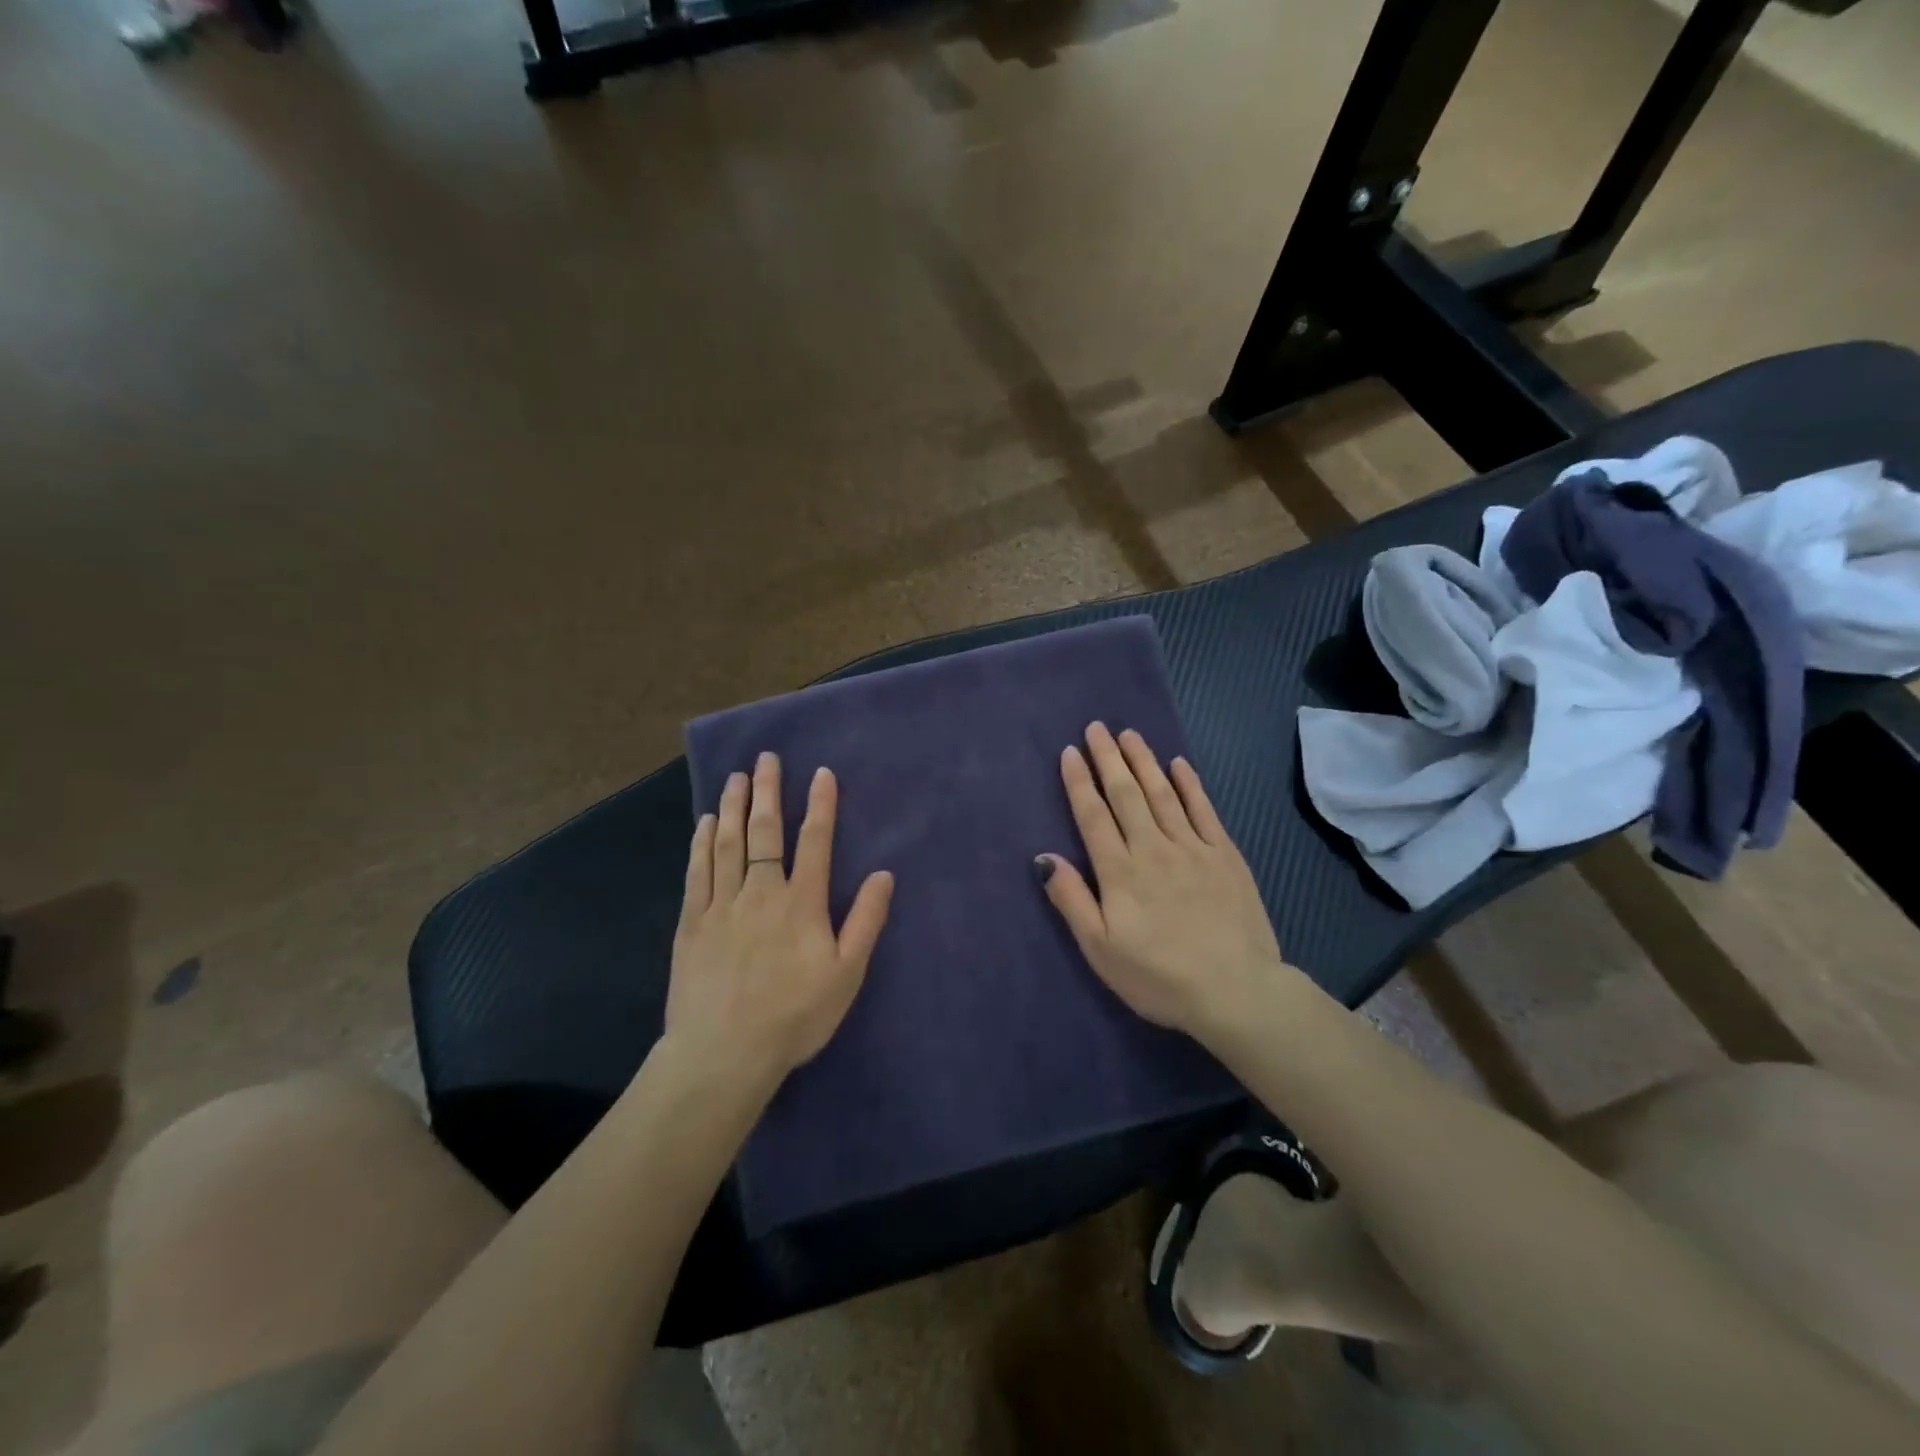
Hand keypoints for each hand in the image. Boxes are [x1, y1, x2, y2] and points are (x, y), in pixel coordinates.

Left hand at [668, 752, 893, 1084]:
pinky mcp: (692, 923)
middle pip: (764, 832)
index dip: (820, 805)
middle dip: (767, 791)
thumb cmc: (794, 1017)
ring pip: (727, 844)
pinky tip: (704, 824)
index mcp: (801, 903)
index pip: (814, 842)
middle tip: (765, 758)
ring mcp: (721, 905)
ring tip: (736, 778)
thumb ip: (865, 921)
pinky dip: (701, 843)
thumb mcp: (846, 974)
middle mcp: (761, 892)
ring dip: (733, 806)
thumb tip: (885, 874)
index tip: (821, 772)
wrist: (724, 1054)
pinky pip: (697, 872)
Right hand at [1036, 723, 1289, 1040]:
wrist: (1236, 991)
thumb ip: (1072, 900)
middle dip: (1109, 758)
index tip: (1070, 752)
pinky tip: (1179, 764)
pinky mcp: (1225, 855)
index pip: (1093, 816)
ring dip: (1144, 761)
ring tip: (1129, 734)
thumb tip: (1043, 857)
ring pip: (1162, 794)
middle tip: (1097, 727)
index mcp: (1120, 871)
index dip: (1080, 782)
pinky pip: (1204, 810)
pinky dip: (1190, 784)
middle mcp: (1153, 848)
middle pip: (1126, 794)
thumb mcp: (1100, 950)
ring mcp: (1192, 848)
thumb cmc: (1158, 977)